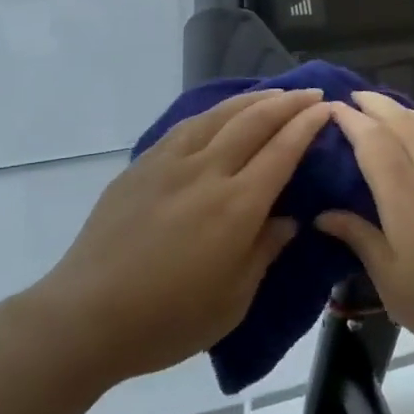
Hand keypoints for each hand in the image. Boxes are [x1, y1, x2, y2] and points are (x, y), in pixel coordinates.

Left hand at [28, 88, 332, 384]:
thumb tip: (287, 219)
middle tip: (310, 93)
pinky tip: (219, 114)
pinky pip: (186, 126)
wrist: (87, 314)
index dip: (307, 126)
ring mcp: (169, 163)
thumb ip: (264, 251)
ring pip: (218, 115)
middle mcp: (206, 172)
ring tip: (272, 94)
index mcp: (236, 207)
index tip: (326, 108)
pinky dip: (213, 113)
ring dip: (251, 99)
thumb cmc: (168, 320)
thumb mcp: (232, 300)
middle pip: (253, 122)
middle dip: (287, 103)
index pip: (282, 151)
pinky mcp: (142, 166)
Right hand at [316, 91, 413, 384]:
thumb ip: (361, 240)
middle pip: (405, 125)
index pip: (373, 143)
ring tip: (393, 109)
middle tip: (357, 96)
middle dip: (378, 105)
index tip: (334, 107)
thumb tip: (324, 214)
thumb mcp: (395, 286)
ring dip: (410, 113)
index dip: (352, 120)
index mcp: (405, 198)